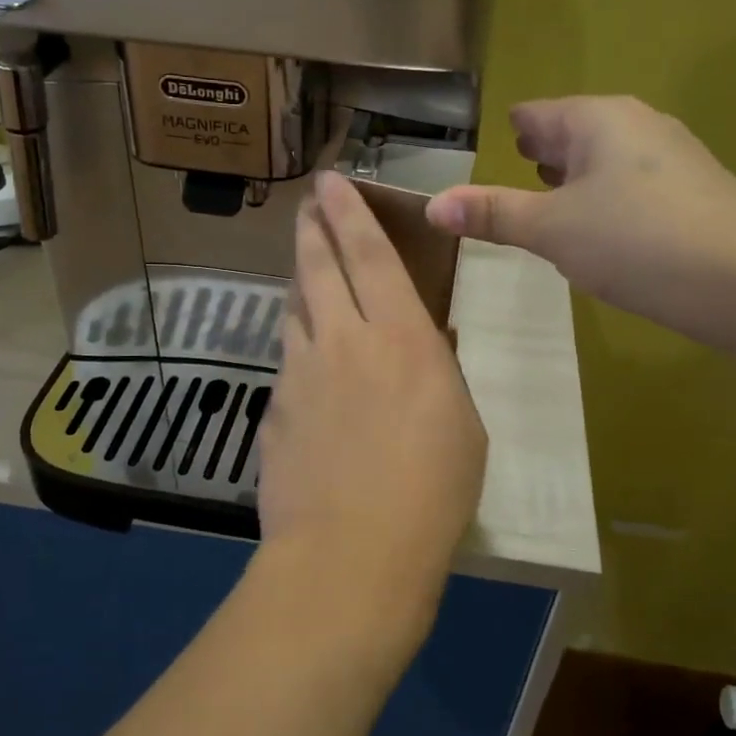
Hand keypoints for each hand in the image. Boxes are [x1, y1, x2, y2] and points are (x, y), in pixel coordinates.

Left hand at [255, 172, 487, 658]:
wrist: (350, 554)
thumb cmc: (431, 493)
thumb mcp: (461, 425)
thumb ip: (438, 374)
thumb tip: (425, 346)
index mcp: (401, 337)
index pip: (369, 254)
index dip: (349, 212)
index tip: (331, 181)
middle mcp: (343, 340)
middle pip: (317, 267)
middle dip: (311, 227)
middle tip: (306, 204)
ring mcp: (299, 373)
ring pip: (294, 310)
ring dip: (300, 285)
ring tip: (305, 276)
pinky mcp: (273, 409)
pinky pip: (287, 364)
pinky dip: (298, 352)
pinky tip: (307, 373)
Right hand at [425, 96, 735, 345]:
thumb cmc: (635, 240)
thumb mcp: (551, 229)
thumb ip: (492, 213)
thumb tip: (432, 204)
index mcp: (596, 119)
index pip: (538, 114)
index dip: (513, 130)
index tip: (494, 146)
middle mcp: (636, 125)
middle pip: (574, 132)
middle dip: (543, 152)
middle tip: (514, 171)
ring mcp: (672, 157)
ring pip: (605, 160)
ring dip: (576, 178)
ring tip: (549, 201)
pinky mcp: (694, 192)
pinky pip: (632, 186)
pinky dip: (606, 199)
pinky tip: (600, 231)